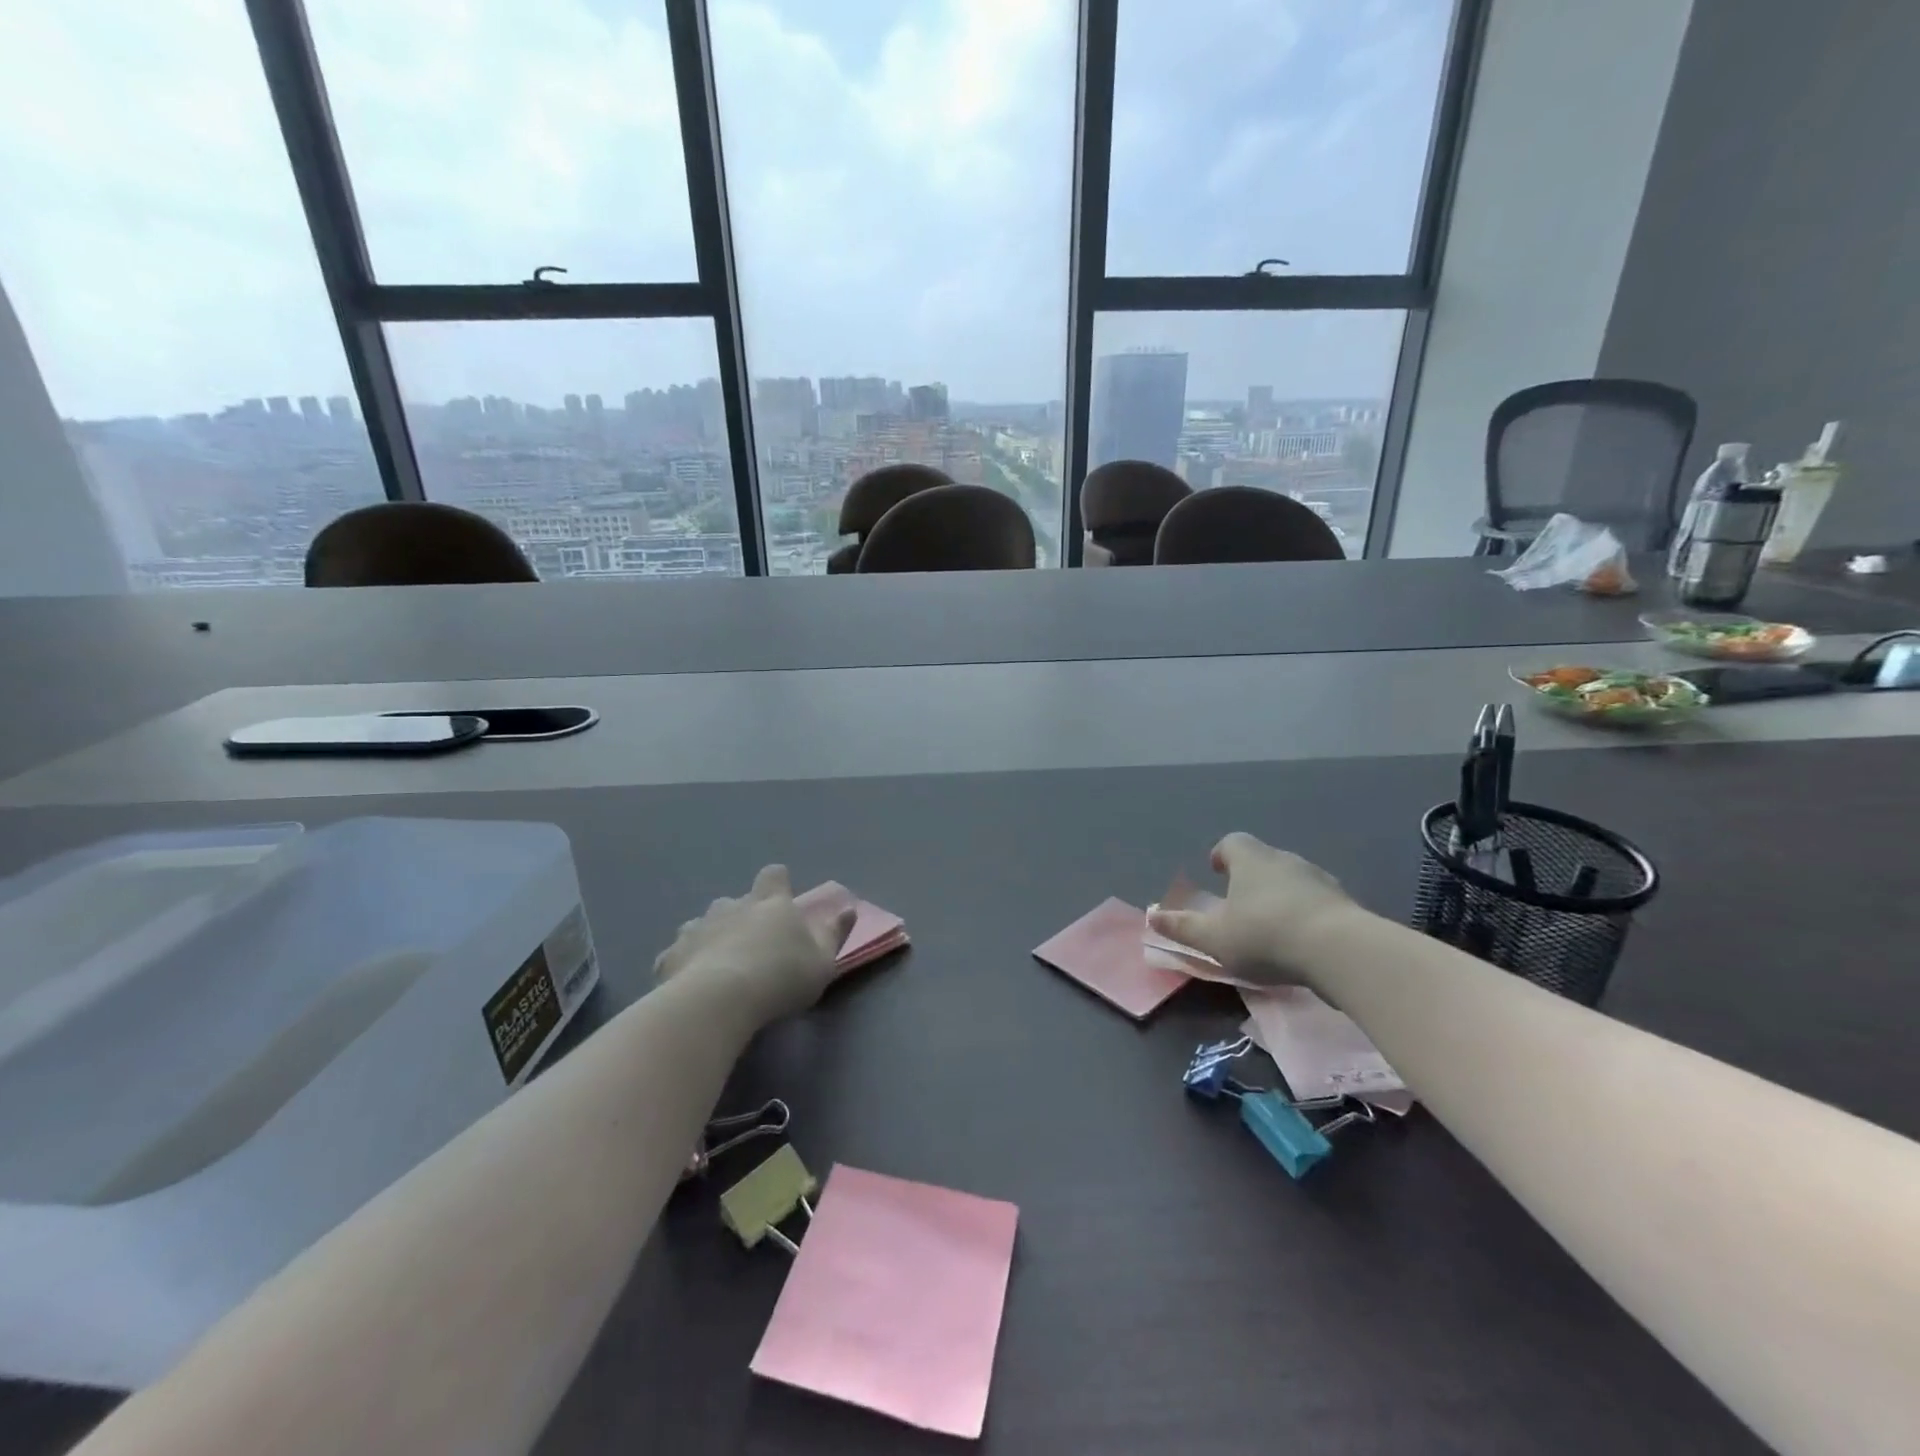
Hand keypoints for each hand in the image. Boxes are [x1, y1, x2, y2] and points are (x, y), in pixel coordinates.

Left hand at [652, 866, 857, 1027]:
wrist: (718, 1001)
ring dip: (711, 937)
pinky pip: (677, 953)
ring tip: (719, 966)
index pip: (774, 875)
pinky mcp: (670, 955)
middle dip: (742, 915)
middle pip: (736, 900)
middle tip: (752, 945)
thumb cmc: (781, 977)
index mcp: (770, 904)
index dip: (778, 882)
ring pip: (704, 924)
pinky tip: (689, 985)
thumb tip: (849, 908)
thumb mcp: (822, 961)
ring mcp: (697, 928)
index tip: (782, 898)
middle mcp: (732, 906)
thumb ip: (835, 933)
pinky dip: (685, 964)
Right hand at [1146, 833, 1357, 988]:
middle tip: (1241, 904)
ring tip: (1273, 926)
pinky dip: (1307, 913)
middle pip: (1263, 859)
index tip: (1216, 871)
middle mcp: (1285, 859)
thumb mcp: (1215, 938)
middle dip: (1251, 877)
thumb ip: (1183, 928)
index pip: (1232, 842)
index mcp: (1251, 860)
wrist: (1341, 951)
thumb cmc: (1266, 936)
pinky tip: (1304, 941)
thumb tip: (1152, 917)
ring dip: (1281, 895)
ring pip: (1292, 880)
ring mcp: (1319, 879)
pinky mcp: (1345, 903)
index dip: (1222, 855)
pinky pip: (1318, 901)